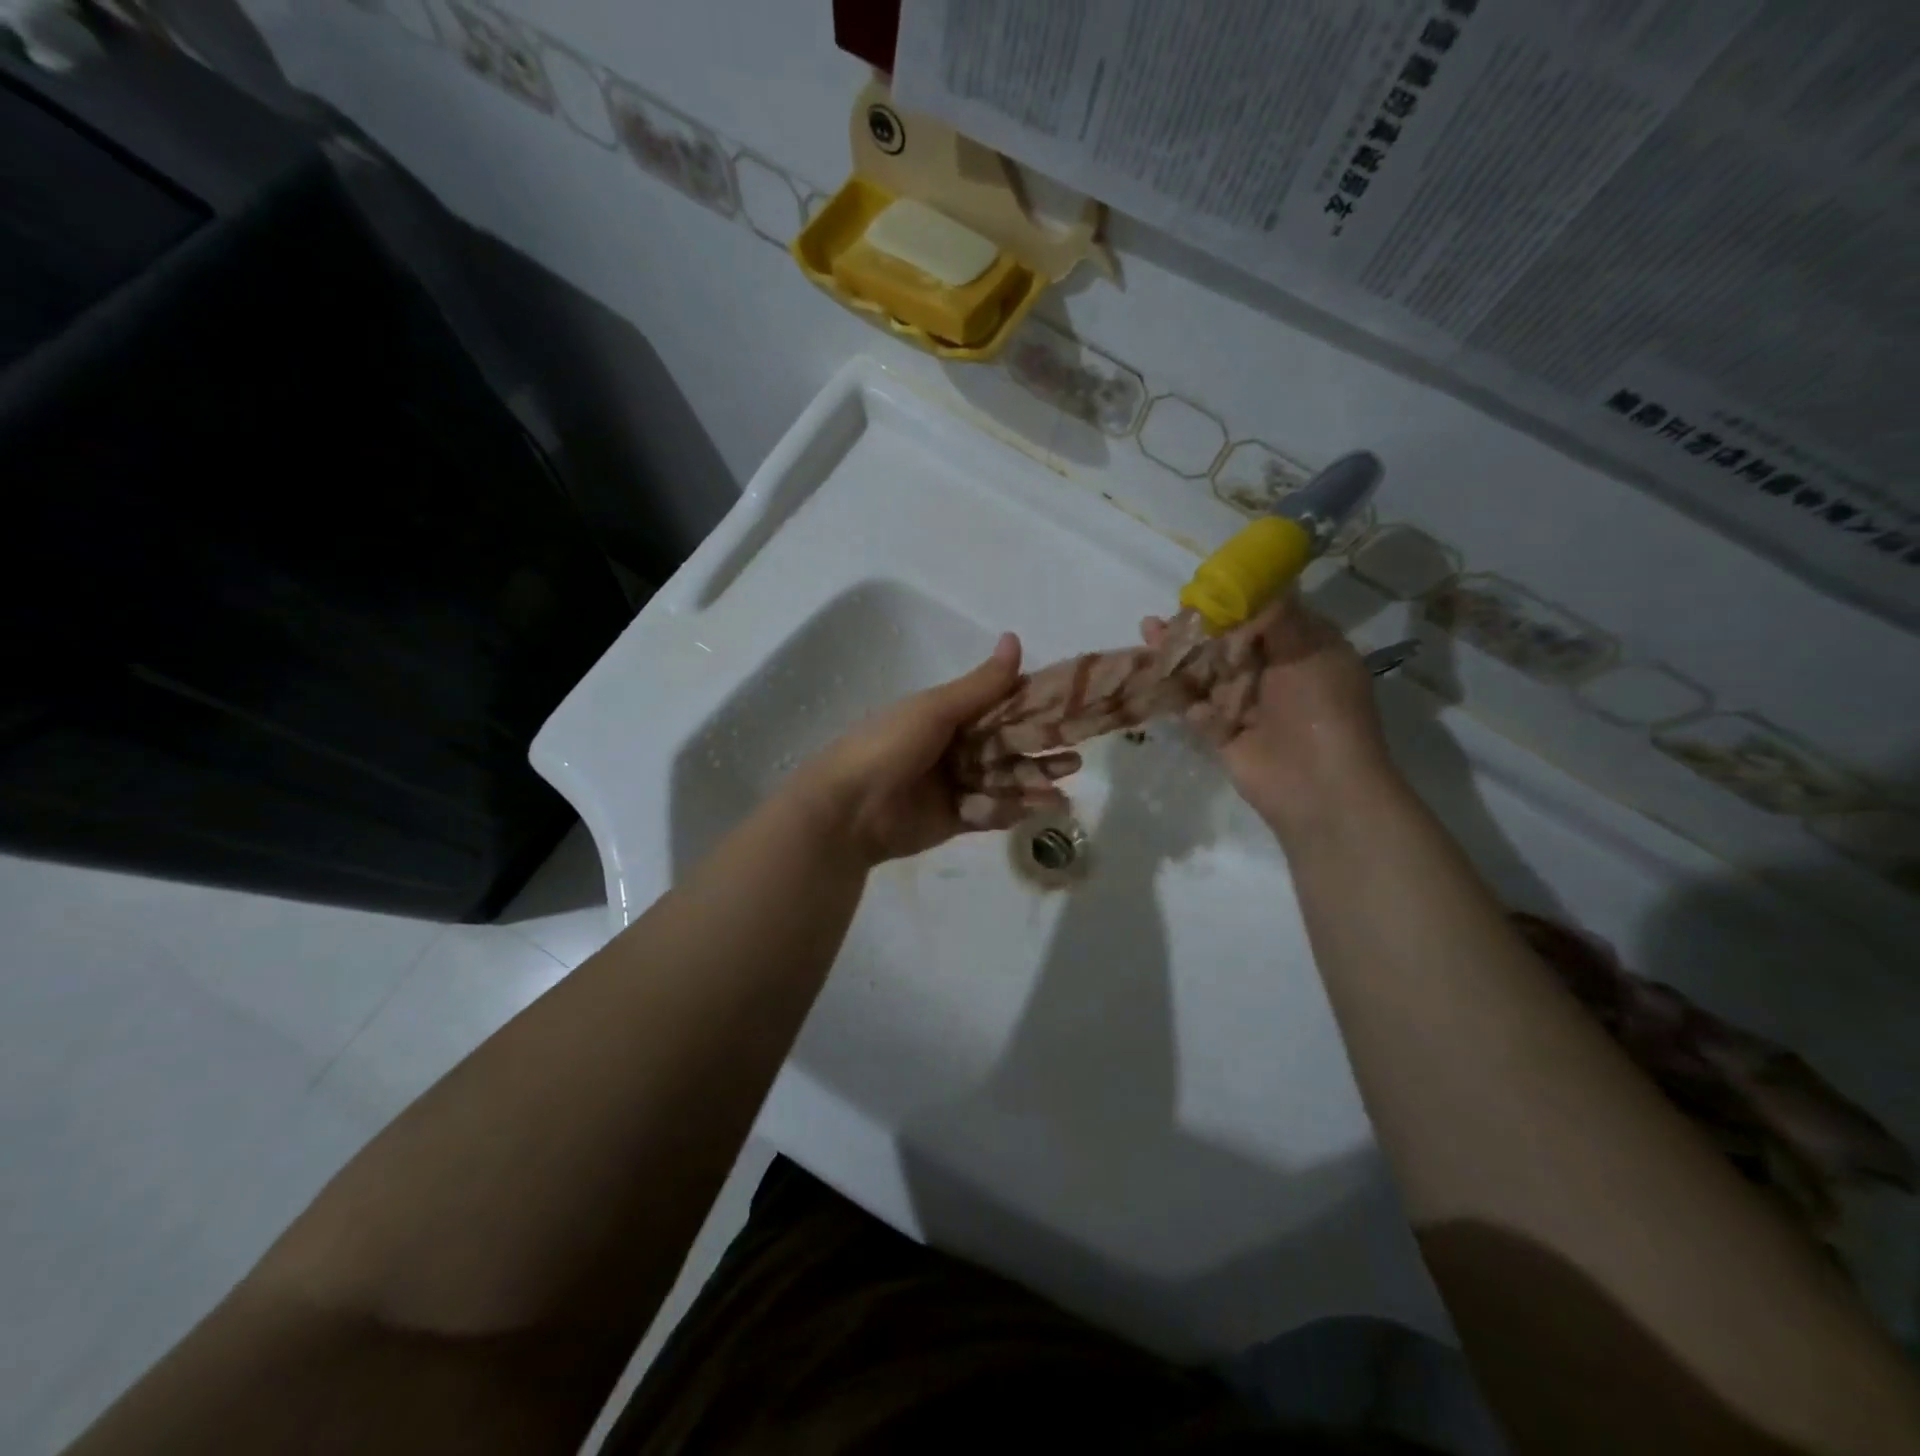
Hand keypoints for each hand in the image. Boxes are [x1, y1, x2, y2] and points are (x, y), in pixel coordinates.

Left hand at [789, 633, 1079, 865]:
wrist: (847, 810)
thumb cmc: (888, 746)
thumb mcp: (935, 710)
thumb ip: (981, 684)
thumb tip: (1015, 638)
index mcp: (947, 715)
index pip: (999, 707)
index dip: (1033, 709)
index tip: (1070, 709)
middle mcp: (953, 747)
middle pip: (1006, 747)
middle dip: (1040, 751)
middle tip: (1075, 756)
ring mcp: (954, 785)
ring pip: (1003, 781)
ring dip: (1033, 782)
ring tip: (1064, 789)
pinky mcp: (954, 819)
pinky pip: (990, 812)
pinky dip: (1014, 810)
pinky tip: (1041, 809)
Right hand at [1142, 596, 1393, 838]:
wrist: (1319, 788)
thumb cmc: (1322, 710)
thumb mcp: (1308, 651)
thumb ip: (1276, 615)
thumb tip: (1254, 578)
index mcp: (1302, 649)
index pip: (1264, 615)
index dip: (1234, 600)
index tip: (1203, 588)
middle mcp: (1275, 673)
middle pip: (1228, 643)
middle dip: (1197, 629)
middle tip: (1164, 615)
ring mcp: (1247, 705)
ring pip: (1207, 673)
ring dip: (1180, 657)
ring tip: (1148, 635)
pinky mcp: (1223, 733)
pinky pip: (1196, 708)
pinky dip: (1178, 695)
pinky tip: (1154, 677)